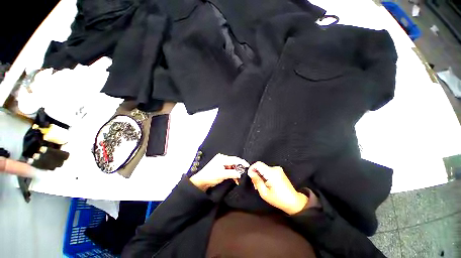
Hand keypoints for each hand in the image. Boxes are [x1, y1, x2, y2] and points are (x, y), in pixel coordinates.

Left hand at [189, 153, 248, 190]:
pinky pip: (229, 167)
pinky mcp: (220, 165)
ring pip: (232, 165)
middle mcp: (222, 158)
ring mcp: (221, 161)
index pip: (234, 159)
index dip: (242, 162)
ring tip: (237, 178)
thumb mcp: (222, 175)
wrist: (201, 181)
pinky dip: (232, 172)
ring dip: (235, 171)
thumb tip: (239, 174)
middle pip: (234, 161)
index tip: (247, 166)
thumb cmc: (210, 176)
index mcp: (222, 158)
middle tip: (242, 174)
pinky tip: (233, 177)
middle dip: (238, 168)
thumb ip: (232, 173)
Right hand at [248, 162, 307, 214]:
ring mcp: (278, 169)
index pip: (258, 164)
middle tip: (255, 185)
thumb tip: (250, 173)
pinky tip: (266, 183)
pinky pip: (268, 170)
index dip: (252, 168)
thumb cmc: (279, 199)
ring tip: (261, 186)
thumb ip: (257, 181)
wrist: (294, 202)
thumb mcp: (264, 193)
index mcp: (271, 173)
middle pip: (260, 166)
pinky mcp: (279, 171)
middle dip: (256, 174)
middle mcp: (275, 168)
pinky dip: (264, 175)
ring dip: (260, 175)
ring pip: (263, 168)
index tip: (250, 176)